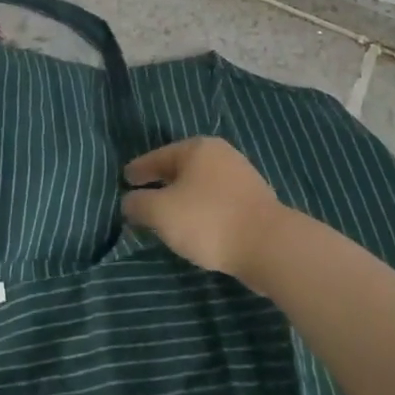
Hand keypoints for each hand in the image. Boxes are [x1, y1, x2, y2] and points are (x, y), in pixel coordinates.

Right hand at [121, 136, 283, 281]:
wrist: (270, 246)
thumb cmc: (208, 220)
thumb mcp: (161, 213)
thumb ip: (139, 204)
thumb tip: (129, 201)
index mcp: (196, 148)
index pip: (158, 156)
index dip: (139, 169)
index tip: (125, 179)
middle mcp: (220, 155)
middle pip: (180, 168)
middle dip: (161, 182)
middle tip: (142, 195)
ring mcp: (241, 177)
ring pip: (200, 185)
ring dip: (183, 198)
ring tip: (168, 215)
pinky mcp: (255, 201)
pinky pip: (217, 201)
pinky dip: (202, 209)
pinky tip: (196, 226)